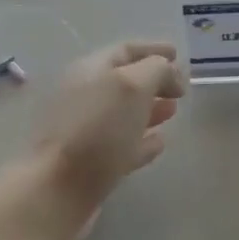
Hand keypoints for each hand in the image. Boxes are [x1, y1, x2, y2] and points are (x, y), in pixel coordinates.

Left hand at [23, 41, 186, 239]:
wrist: (57, 190)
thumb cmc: (97, 129)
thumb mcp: (133, 85)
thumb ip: (156, 70)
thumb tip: (170, 74)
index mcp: (90, 70)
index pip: (125, 51)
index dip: (153, 49)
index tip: (179, 54)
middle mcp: (84, 96)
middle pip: (124, 82)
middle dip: (154, 81)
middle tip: (181, 89)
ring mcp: (86, 132)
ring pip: (124, 114)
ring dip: (150, 110)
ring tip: (174, 112)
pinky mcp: (91, 165)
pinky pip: (123, 145)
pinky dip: (143, 141)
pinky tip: (159, 144)